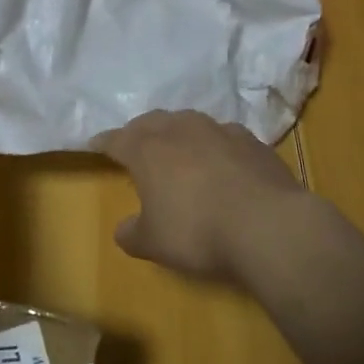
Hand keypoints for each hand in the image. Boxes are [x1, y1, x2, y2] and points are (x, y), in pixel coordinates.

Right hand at [93, 110, 316, 285]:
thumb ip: (133, 233)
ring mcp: (218, 130)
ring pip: (188, 121)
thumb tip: (124, 229)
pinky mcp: (251, 141)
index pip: (117, 139)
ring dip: (177, 131)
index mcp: (148, 150)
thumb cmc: (197, 232)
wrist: (267, 225)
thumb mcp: (154, 243)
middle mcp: (180, 130)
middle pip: (152, 122)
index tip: (95, 144)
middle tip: (134, 143)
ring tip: (177, 145)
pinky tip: (220, 158)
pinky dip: (213, 143)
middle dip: (140, 131)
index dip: (104, 142)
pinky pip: (223, 135)